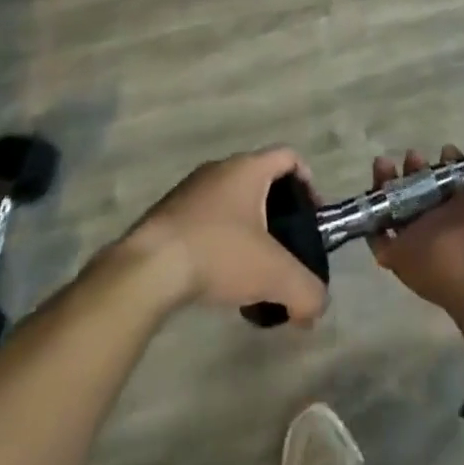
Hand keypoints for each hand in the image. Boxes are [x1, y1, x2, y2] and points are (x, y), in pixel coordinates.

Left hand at [123, 148, 328, 322]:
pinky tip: (217, 277)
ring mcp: (190, 190)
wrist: (147, 269)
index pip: (289, 157)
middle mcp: (220, 169)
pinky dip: (220, 241)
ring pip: (231, 202)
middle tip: (284, 249)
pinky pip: (205, 219)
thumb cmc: (218, 253)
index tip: (311, 216)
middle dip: (277, 214)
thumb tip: (316, 308)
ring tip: (251, 271)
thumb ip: (305, 291)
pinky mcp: (167, 214)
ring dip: (247, 230)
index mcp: (248, 168)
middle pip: (260, 181)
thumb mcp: (273, 274)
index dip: (308, 181)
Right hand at [368, 83, 463, 314]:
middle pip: (423, 184)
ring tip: (384, 164)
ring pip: (397, 204)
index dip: (449, 156)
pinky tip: (374, 191)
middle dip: (414, 165)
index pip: (456, 172)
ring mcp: (422, 234)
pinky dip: (372, 216)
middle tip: (413, 156)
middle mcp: (448, 212)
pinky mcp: (400, 253)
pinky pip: (378, 234)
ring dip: (387, 182)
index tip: (446, 147)